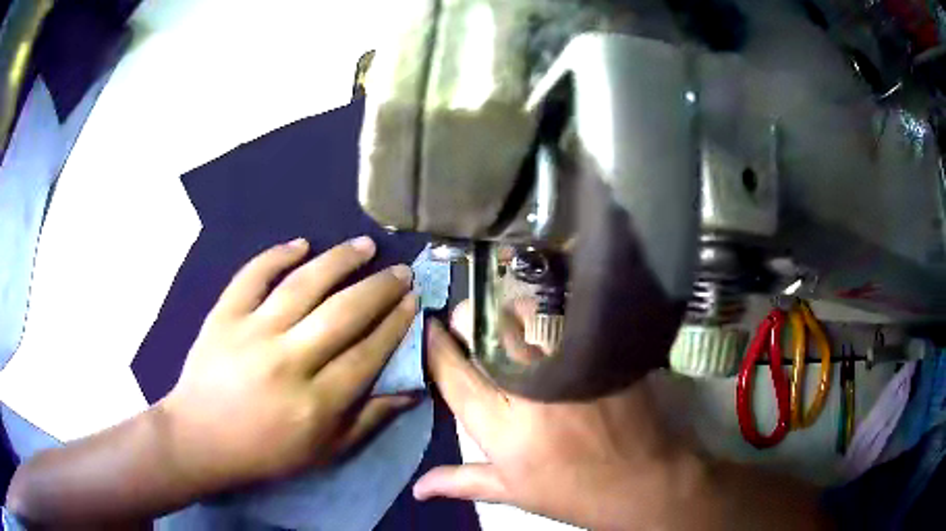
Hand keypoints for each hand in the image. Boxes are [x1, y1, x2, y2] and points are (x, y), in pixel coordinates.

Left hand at [160, 236, 418, 489]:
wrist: (200, 439)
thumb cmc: (265, 453)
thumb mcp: (324, 452)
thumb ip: (369, 420)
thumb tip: (412, 390)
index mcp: (315, 403)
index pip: (367, 353)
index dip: (395, 324)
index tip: (413, 302)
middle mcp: (287, 361)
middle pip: (343, 313)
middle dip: (380, 288)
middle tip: (401, 271)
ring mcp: (251, 333)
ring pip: (303, 285)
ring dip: (339, 260)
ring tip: (365, 246)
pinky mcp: (223, 316)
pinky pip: (253, 276)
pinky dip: (277, 255)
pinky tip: (302, 243)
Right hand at [413, 303, 698, 529]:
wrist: (644, 480)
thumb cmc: (575, 493)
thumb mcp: (514, 492)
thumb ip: (462, 482)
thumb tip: (417, 488)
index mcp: (501, 426)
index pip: (453, 375)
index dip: (435, 346)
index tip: (428, 327)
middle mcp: (528, 388)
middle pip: (486, 333)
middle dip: (468, 318)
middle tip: (465, 318)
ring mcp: (568, 366)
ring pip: (524, 316)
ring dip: (506, 309)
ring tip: (502, 312)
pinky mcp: (600, 353)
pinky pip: (565, 319)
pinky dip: (546, 313)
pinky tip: (543, 315)